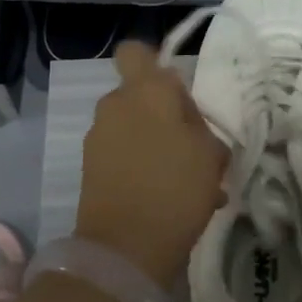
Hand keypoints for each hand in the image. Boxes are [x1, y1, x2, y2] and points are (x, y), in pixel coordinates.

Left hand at [77, 43, 227, 286]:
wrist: (124, 249)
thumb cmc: (176, 188)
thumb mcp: (210, 153)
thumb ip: (198, 125)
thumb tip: (186, 120)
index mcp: (145, 91)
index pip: (136, 52)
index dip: (153, 64)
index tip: (177, 94)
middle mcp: (115, 105)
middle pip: (140, 95)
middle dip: (164, 114)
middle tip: (192, 146)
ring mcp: (98, 137)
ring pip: (133, 127)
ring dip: (155, 143)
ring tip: (185, 180)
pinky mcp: (90, 168)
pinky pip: (123, 155)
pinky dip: (142, 167)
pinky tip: (169, 198)